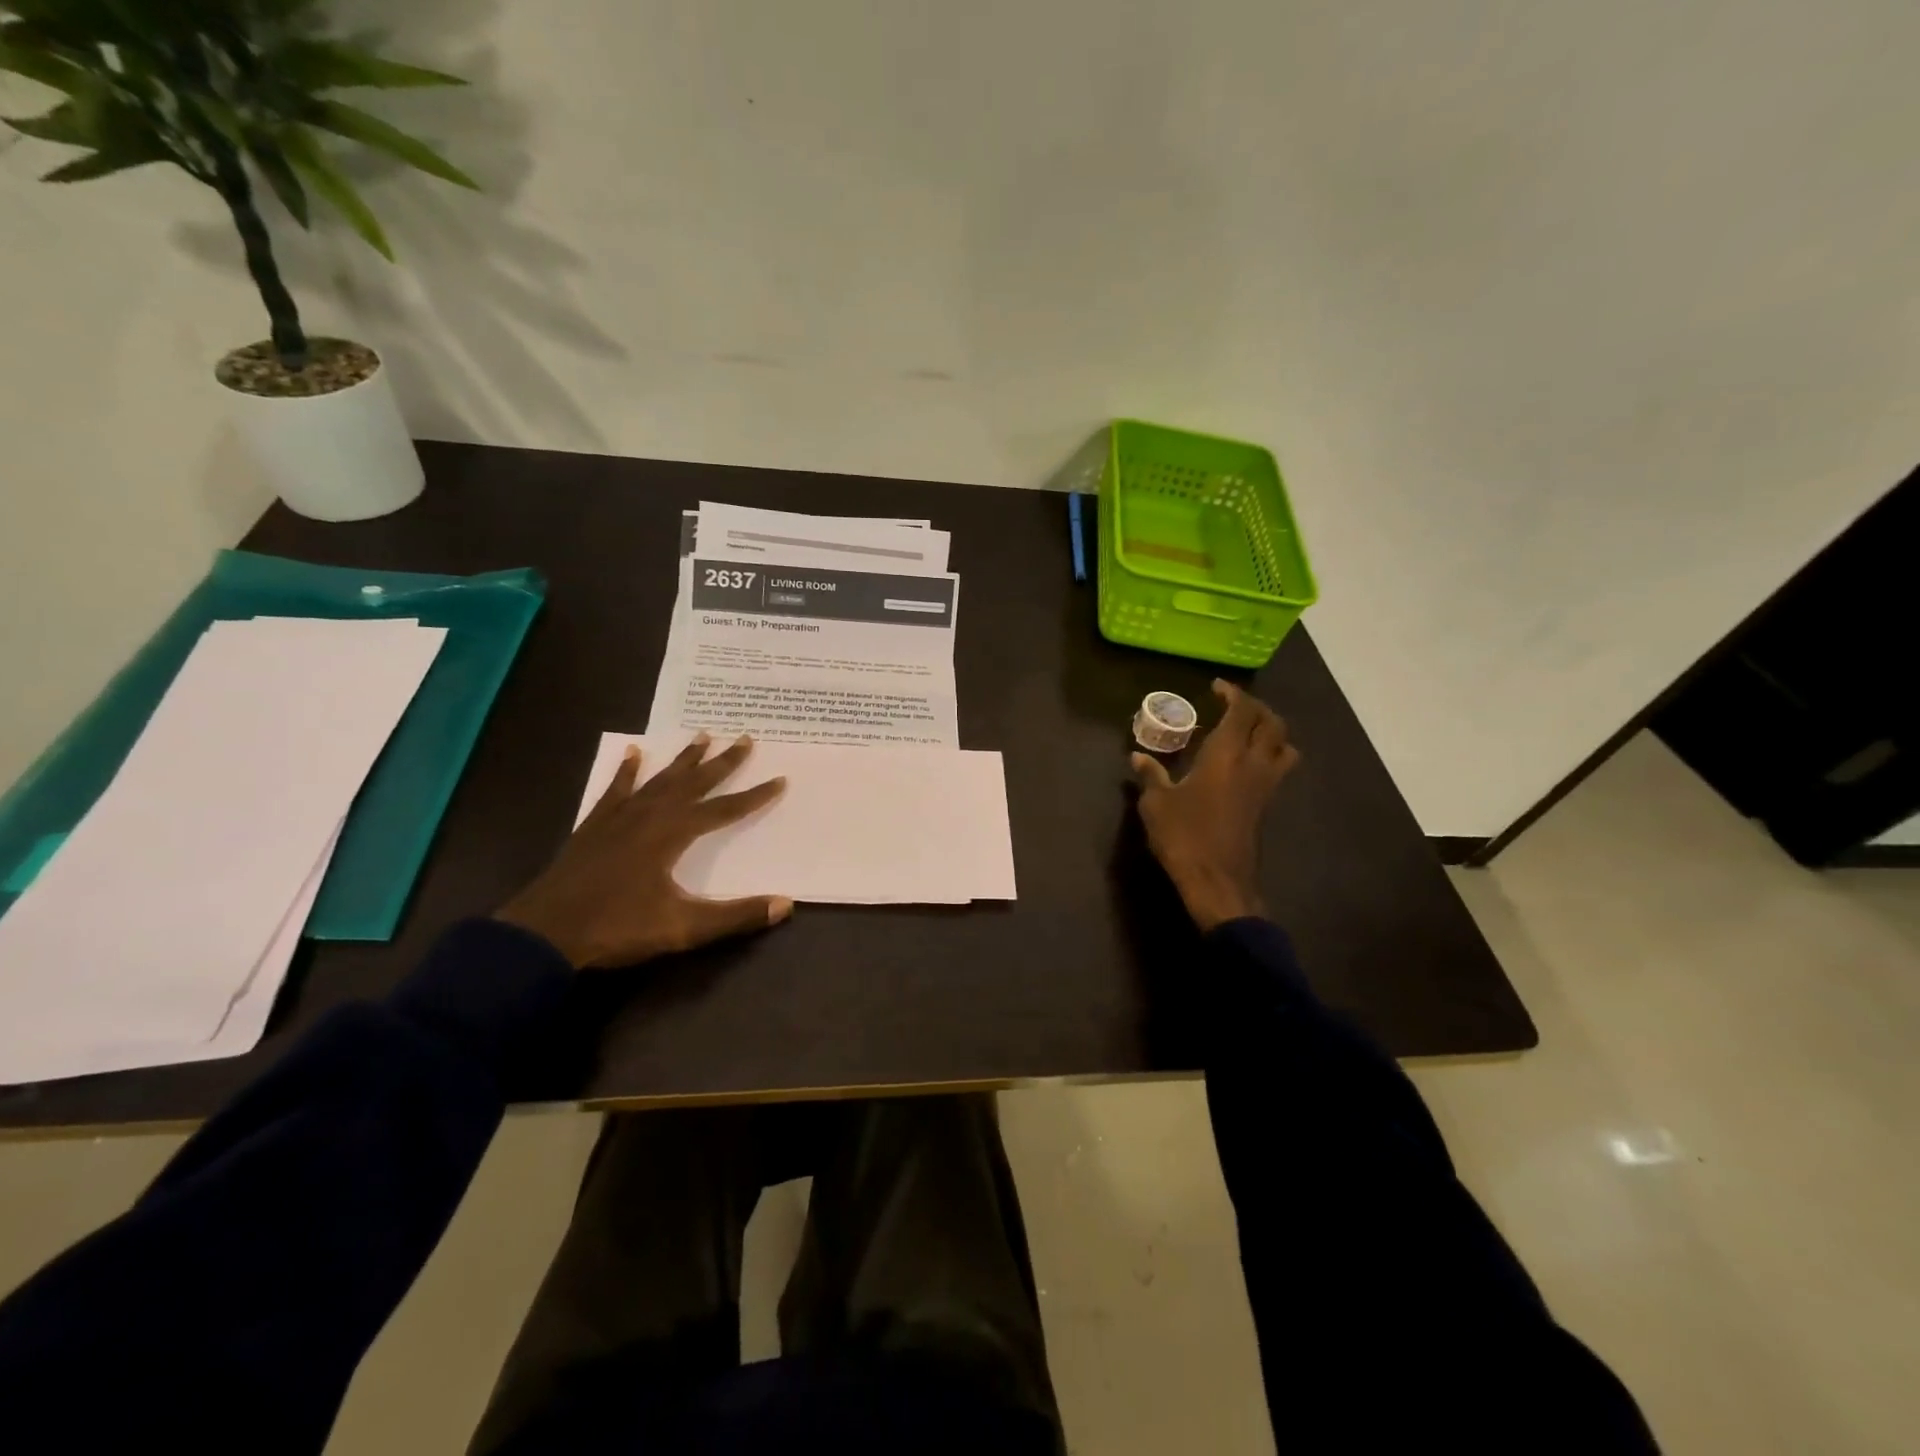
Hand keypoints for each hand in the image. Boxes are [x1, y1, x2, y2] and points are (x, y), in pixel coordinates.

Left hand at [495, 735, 792, 968]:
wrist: (543, 935)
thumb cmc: (617, 928)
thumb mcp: (683, 928)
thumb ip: (736, 916)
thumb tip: (786, 905)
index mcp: (672, 834)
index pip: (724, 809)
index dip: (754, 796)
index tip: (780, 779)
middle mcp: (649, 815)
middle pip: (693, 783)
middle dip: (722, 762)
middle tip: (745, 738)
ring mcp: (619, 818)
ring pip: (659, 779)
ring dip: (683, 759)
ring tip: (702, 735)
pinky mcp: (595, 826)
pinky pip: (616, 789)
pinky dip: (627, 771)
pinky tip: (633, 753)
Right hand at [1132, 681, 1299, 931]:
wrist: (1217, 881)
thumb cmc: (1184, 836)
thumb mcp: (1156, 804)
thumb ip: (1151, 776)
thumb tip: (1138, 757)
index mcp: (1226, 754)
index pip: (1242, 711)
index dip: (1233, 694)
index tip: (1216, 688)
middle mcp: (1253, 764)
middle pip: (1271, 723)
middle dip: (1255, 708)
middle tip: (1232, 705)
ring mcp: (1265, 786)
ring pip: (1284, 745)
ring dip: (1271, 731)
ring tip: (1248, 732)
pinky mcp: (1267, 805)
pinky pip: (1279, 768)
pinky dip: (1270, 755)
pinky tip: (1245, 765)